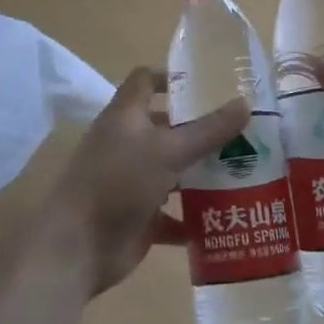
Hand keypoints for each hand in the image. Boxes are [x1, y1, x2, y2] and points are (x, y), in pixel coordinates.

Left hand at [39, 67, 248, 294]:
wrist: (77, 247)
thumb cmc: (118, 183)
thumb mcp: (168, 151)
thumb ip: (208, 130)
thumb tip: (245, 103)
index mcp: (126, 117)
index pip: (145, 81)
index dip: (172, 76)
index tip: (211, 82)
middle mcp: (127, 145)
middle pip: (167, 128)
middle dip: (202, 130)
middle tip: (244, 130)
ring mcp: (132, 182)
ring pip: (173, 171)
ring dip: (203, 174)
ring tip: (246, 171)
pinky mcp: (139, 217)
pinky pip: (173, 214)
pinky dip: (195, 216)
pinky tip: (228, 216)